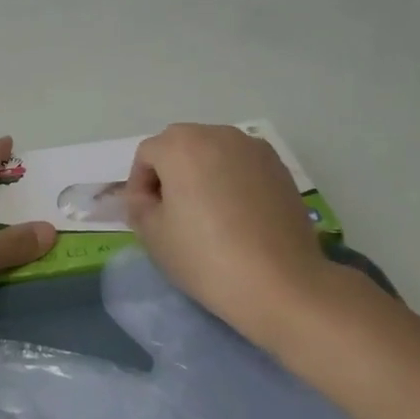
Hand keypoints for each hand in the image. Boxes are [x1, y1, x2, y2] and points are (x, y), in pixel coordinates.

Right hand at [125, 124, 383, 351]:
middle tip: (171, 214)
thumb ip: (139, 206)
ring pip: (213, 152)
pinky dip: (231, 181)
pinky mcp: (280, 168)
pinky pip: (241, 165)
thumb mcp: (153, 235)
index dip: (139, 185)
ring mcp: (253, 149)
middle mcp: (217, 134)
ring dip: (202, 174)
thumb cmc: (206, 257)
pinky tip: (236, 217)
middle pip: (180, 146)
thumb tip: (147, 197)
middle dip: (170, 174)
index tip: (145, 217)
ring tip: (206, 214)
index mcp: (181, 145)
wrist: (281, 283)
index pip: (146, 155)